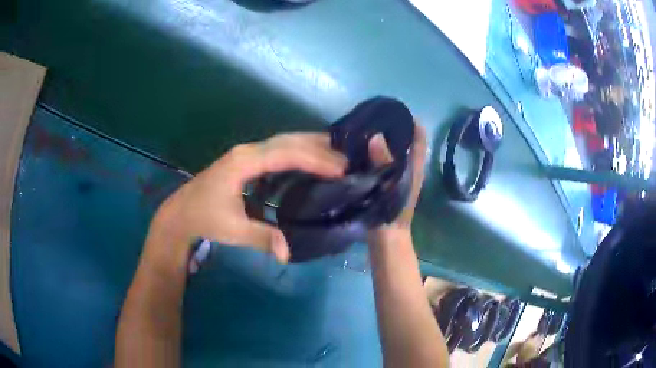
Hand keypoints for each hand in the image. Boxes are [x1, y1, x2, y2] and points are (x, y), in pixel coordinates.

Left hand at [146, 133, 346, 265]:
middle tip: (347, 158)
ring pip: (284, 141)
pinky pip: (278, 150)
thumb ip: (261, 237)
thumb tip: (288, 253)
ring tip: (337, 154)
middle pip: (288, 141)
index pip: (285, 154)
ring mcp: (247, 153)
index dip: (314, 159)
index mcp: (244, 163)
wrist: (181, 212)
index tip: (341, 169)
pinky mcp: (248, 160)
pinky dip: (299, 152)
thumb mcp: (232, 230)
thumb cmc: (204, 218)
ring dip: (310, 146)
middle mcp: (248, 151)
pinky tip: (312, 160)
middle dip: (318, 147)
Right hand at [368, 123, 426, 231]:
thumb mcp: (390, 187)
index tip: (399, 110)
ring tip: (366, 127)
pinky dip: (374, 153)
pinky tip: (360, 149)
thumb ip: (384, 163)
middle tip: (376, 116)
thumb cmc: (391, 214)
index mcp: (414, 168)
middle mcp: (407, 169)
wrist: (387, 239)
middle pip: (405, 144)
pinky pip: (381, 162)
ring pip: (392, 153)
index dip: (414, 124)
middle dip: (395, 129)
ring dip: (383, 140)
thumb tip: (375, 135)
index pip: (419, 141)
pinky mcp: (385, 183)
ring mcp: (396, 177)